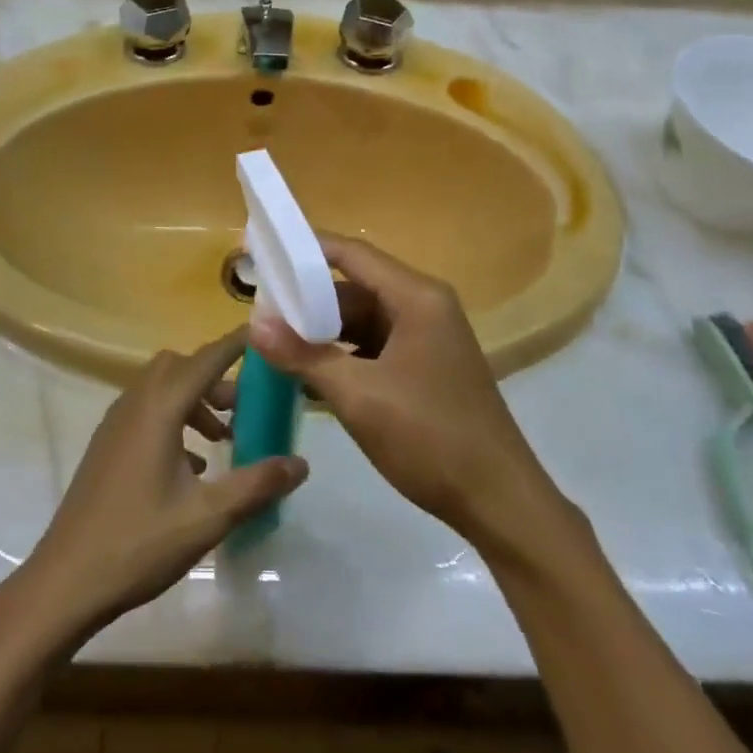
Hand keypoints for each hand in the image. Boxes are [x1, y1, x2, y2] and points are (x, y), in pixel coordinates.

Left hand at [14, 328, 308, 643]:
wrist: (67, 579)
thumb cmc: (140, 543)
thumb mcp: (207, 517)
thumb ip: (256, 485)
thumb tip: (301, 463)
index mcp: (159, 408)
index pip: (206, 359)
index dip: (236, 344)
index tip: (265, 334)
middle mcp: (135, 403)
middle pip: (181, 367)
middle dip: (216, 378)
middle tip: (246, 407)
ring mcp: (116, 423)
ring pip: (162, 389)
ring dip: (195, 401)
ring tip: (225, 440)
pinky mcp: (107, 444)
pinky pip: (147, 411)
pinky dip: (175, 419)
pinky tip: (193, 466)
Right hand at [251, 235, 555, 540]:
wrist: (499, 503)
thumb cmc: (431, 438)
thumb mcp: (358, 396)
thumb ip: (304, 356)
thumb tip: (253, 325)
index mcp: (416, 298)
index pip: (350, 254)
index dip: (303, 249)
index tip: (259, 249)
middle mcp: (424, 307)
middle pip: (353, 287)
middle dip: (306, 300)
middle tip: (258, 312)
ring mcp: (426, 338)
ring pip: (361, 320)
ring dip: (321, 332)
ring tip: (274, 344)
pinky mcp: (424, 367)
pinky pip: (373, 346)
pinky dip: (342, 355)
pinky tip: (308, 375)